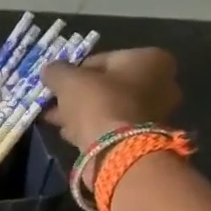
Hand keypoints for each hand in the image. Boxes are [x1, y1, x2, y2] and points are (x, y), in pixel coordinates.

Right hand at [40, 48, 182, 152]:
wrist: (117, 152)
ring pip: (109, 108)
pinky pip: (112, 126)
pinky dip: (92, 128)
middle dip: (79, 94)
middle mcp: (161, 83)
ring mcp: (155, 113)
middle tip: (54, 102)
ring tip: (55, 119)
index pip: (103, 59)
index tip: (58, 83)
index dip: (75, 71)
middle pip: (108, 85)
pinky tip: (69, 133)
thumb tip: (49, 70)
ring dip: (82, 112)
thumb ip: (57, 71)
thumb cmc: (98, 103)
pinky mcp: (144, 138)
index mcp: (150, 59)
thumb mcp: (69, 80)